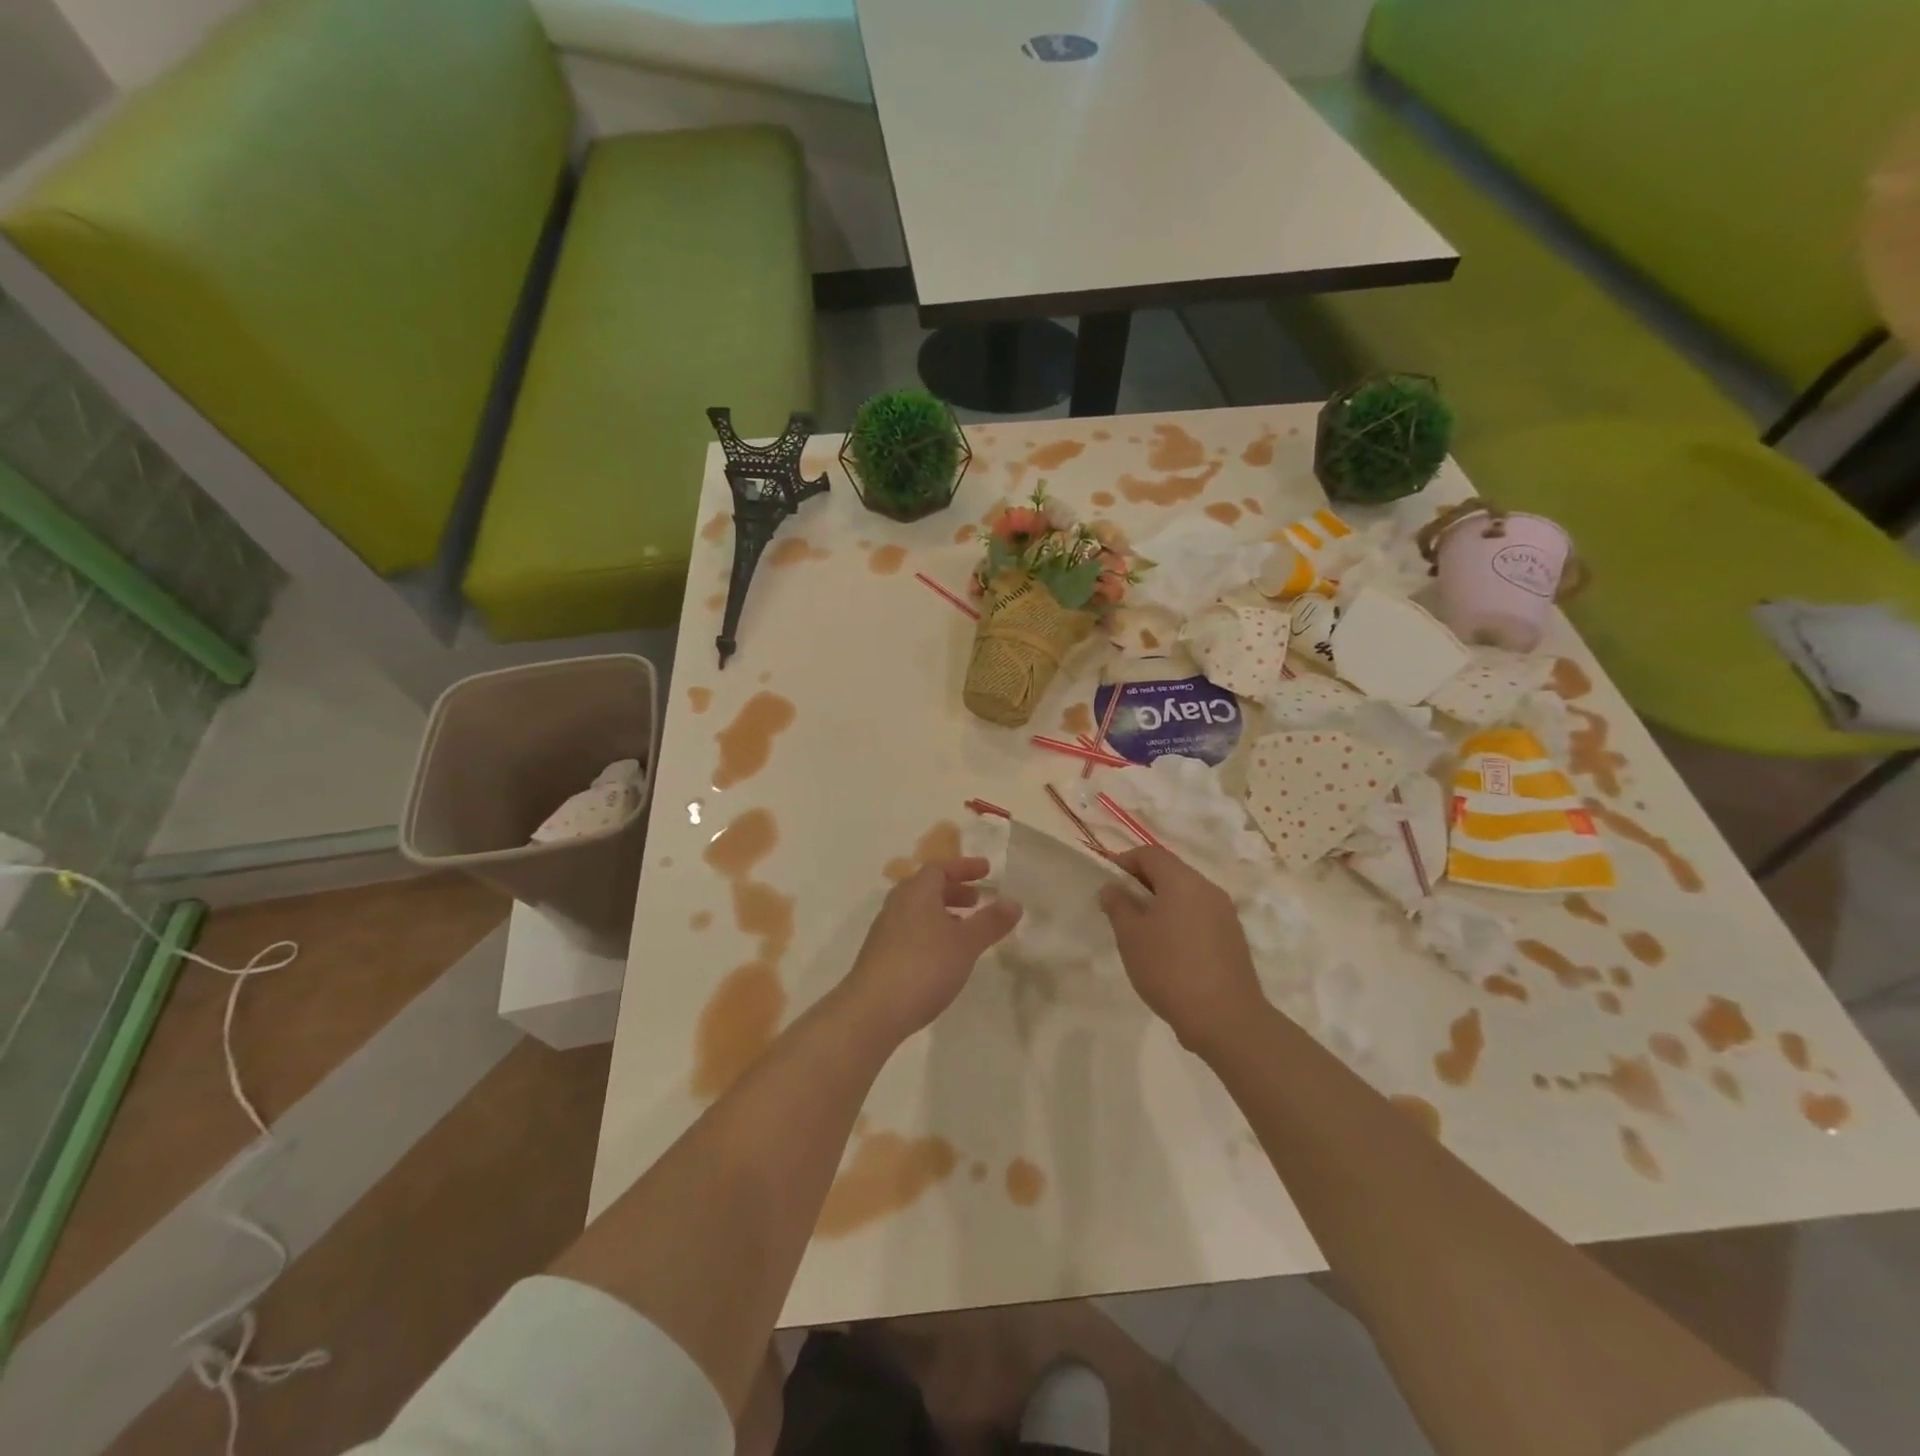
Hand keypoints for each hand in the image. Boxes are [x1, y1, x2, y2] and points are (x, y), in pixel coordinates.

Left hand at [841, 858, 1021, 1043]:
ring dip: (944, 913)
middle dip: (955, 890)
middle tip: (979, 900)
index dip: (965, 867)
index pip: (940, 868)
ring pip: (919, 911)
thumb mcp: (966, 943)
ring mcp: (886, 931)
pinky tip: (945, 956)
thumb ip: (990, 922)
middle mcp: (898, 904)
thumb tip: (1014, 902)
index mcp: (916, 892)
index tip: (987, 871)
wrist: (873, 1010)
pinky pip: (912, 931)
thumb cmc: (924, 966)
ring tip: (966, 929)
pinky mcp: (881, 955)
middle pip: (927, 887)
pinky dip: (932, 932)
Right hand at [1099, 846, 1265, 1054]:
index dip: (1125, 860)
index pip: (1151, 854)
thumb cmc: (1169, 969)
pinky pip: (1200, 916)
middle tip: (1121, 905)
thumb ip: (1118, 906)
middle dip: (1143, 882)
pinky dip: (1180, 920)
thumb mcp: (1131, 937)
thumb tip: (1112, 888)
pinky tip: (1168, 949)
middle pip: (1171, 872)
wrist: (1225, 1018)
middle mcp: (1208, 889)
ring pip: (1187, 895)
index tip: (1108, 879)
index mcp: (1183, 881)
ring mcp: (1226, 914)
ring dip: (1162, 902)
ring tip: (1142, 929)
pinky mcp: (1233, 938)